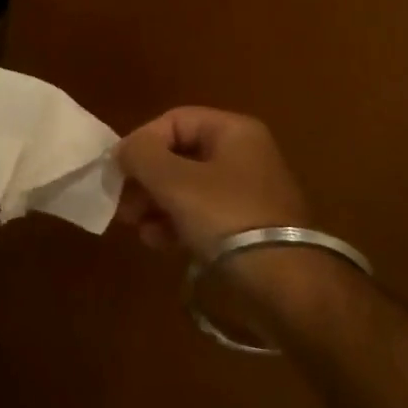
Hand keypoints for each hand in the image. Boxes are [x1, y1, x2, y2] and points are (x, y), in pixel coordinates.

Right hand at [115, 107, 311, 260]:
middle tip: (123, 204)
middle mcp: (242, 155)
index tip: (119, 172)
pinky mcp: (245, 228)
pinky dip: (175, 223)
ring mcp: (246, 193)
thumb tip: (122, 151)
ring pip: (185, 187)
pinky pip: (200, 214)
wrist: (288, 286)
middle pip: (178, 155)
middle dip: (145, 179)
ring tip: (136, 226)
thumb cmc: (228, 218)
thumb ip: (141, 156)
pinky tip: (157, 242)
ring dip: (155, 203)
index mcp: (233, 131)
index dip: (142, 142)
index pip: (173, 121)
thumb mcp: (175, 181)